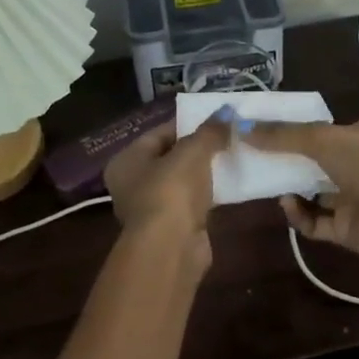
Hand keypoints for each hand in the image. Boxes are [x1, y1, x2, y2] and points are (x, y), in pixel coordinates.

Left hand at [103, 120, 227, 270]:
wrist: (171, 248)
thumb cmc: (171, 191)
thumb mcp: (192, 152)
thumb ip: (209, 131)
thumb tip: (227, 110)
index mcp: (126, 161)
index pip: (158, 134)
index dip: (187, 124)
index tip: (215, 120)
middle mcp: (132, 184)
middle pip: (170, 157)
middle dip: (198, 148)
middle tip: (226, 137)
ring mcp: (151, 208)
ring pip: (182, 181)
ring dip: (204, 173)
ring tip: (232, 158)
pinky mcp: (172, 228)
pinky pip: (192, 202)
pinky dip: (207, 194)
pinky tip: (229, 185)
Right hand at [245, 118, 358, 259]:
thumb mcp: (321, 138)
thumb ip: (282, 135)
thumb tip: (241, 128)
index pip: (322, 131)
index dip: (294, 132)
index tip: (264, 134)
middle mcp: (357, 166)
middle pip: (314, 163)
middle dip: (288, 163)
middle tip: (257, 161)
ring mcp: (353, 199)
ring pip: (313, 194)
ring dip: (291, 190)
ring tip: (269, 184)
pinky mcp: (346, 229)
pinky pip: (315, 223)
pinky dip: (299, 215)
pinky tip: (288, 205)